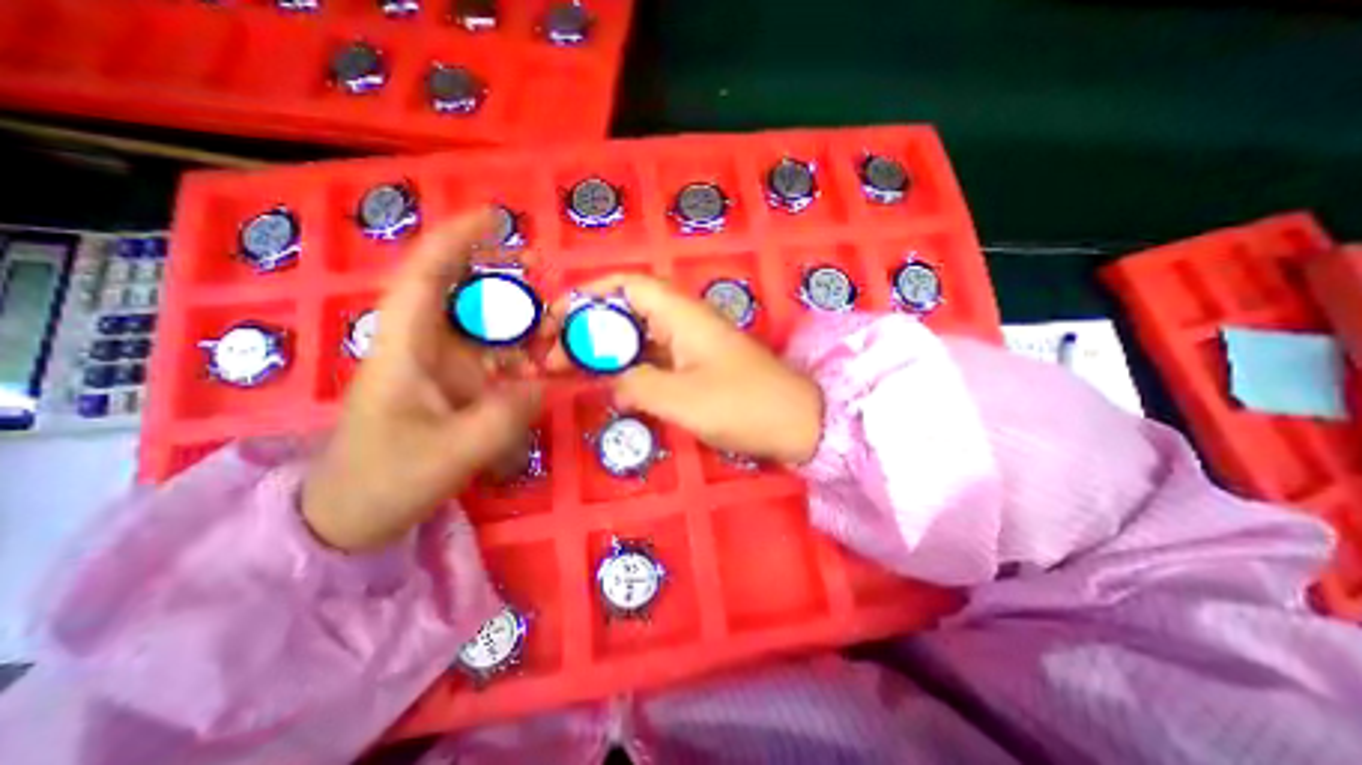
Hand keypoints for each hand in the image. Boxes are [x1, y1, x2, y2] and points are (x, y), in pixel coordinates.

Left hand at [302, 212, 542, 553]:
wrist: (352, 517)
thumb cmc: (385, 481)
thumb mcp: (451, 453)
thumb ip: (504, 416)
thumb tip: (544, 382)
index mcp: (404, 350)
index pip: (424, 278)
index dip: (456, 241)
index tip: (494, 218)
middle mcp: (422, 348)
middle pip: (458, 293)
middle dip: (499, 274)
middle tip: (543, 271)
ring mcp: (441, 368)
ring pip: (482, 327)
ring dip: (517, 319)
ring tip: (556, 322)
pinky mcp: (455, 387)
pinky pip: (492, 359)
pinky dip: (519, 355)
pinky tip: (543, 365)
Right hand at [544, 276, 816, 464]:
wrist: (796, 422)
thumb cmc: (743, 405)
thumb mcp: (681, 399)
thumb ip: (636, 384)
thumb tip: (610, 379)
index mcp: (680, 314)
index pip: (626, 285)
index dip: (588, 294)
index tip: (556, 318)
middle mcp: (683, 321)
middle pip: (624, 312)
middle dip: (585, 329)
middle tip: (551, 358)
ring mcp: (691, 344)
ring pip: (636, 337)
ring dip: (603, 351)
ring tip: (566, 371)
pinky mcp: (696, 365)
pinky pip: (653, 358)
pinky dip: (627, 368)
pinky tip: (608, 385)